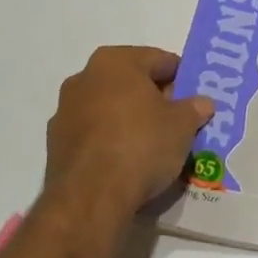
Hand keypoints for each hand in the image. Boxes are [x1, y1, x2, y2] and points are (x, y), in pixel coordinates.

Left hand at [42, 46, 213, 217]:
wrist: (91, 197)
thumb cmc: (141, 144)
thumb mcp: (183, 124)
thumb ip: (194, 108)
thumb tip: (201, 103)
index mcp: (115, 62)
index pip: (159, 60)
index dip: (182, 78)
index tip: (195, 98)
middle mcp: (84, 78)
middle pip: (132, 82)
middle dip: (156, 98)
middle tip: (179, 120)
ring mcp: (65, 112)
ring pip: (111, 108)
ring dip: (132, 119)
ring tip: (156, 144)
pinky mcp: (56, 144)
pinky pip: (95, 133)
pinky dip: (112, 140)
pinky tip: (130, 161)